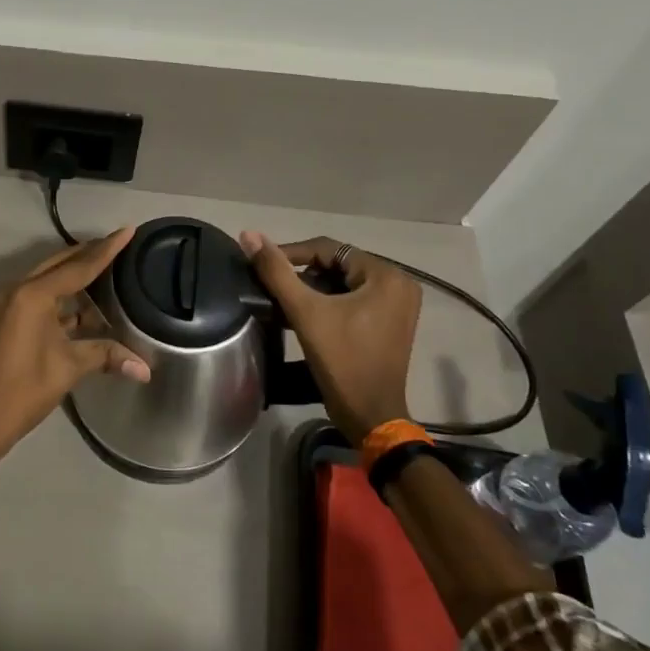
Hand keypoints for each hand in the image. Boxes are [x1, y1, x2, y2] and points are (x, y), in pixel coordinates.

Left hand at [0, 227, 150, 460]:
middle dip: (89, 256)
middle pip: (59, 265)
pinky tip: (84, 307)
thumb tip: (146, 368)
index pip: (78, 266)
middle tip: (119, 247)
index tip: (127, 230)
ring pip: (47, 281)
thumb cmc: (23, 391)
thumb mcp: (68, 369)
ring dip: (74, 279)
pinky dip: (61, 299)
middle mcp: (16, 290)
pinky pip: (37, 298)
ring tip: (108, 274)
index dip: (106, 250)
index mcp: (31, 295)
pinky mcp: (4, 319)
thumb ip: (106, 356)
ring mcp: (6, 304)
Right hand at [240, 232, 421, 445]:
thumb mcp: (306, 312)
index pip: (329, 249)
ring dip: (314, 290)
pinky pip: (354, 299)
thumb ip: (276, 271)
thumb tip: (249, 235)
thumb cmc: (342, 361)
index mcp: (386, 275)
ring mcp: (398, 305)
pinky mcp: (391, 322)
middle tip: (274, 289)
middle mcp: (399, 283)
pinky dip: (330, 303)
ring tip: (285, 303)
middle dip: (304, 275)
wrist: (370, 415)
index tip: (262, 266)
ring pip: (344, 283)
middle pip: (338, 265)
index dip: (291, 254)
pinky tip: (306, 316)